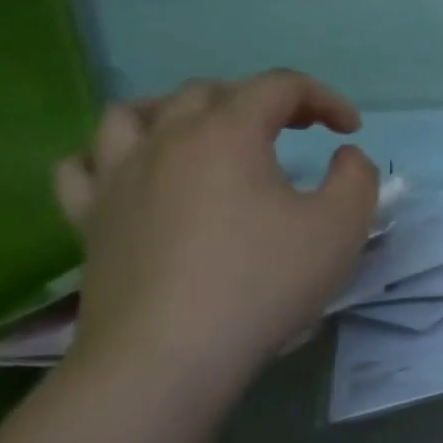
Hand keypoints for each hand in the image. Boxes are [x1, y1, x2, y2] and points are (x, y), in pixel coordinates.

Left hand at [52, 70, 378, 389]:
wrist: (168, 357)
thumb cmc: (264, 282)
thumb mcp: (342, 225)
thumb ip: (357, 177)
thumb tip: (344, 157)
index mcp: (228, 133)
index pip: (280, 86)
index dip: (324, 99)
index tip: (350, 133)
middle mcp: (166, 139)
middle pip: (212, 91)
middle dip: (263, 100)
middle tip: (297, 130)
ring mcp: (117, 177)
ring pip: (136, 113)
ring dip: (181, 111)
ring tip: (208, 135)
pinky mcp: (89, 219)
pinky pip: (85, 165)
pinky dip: (114, 155)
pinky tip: (139, 173)